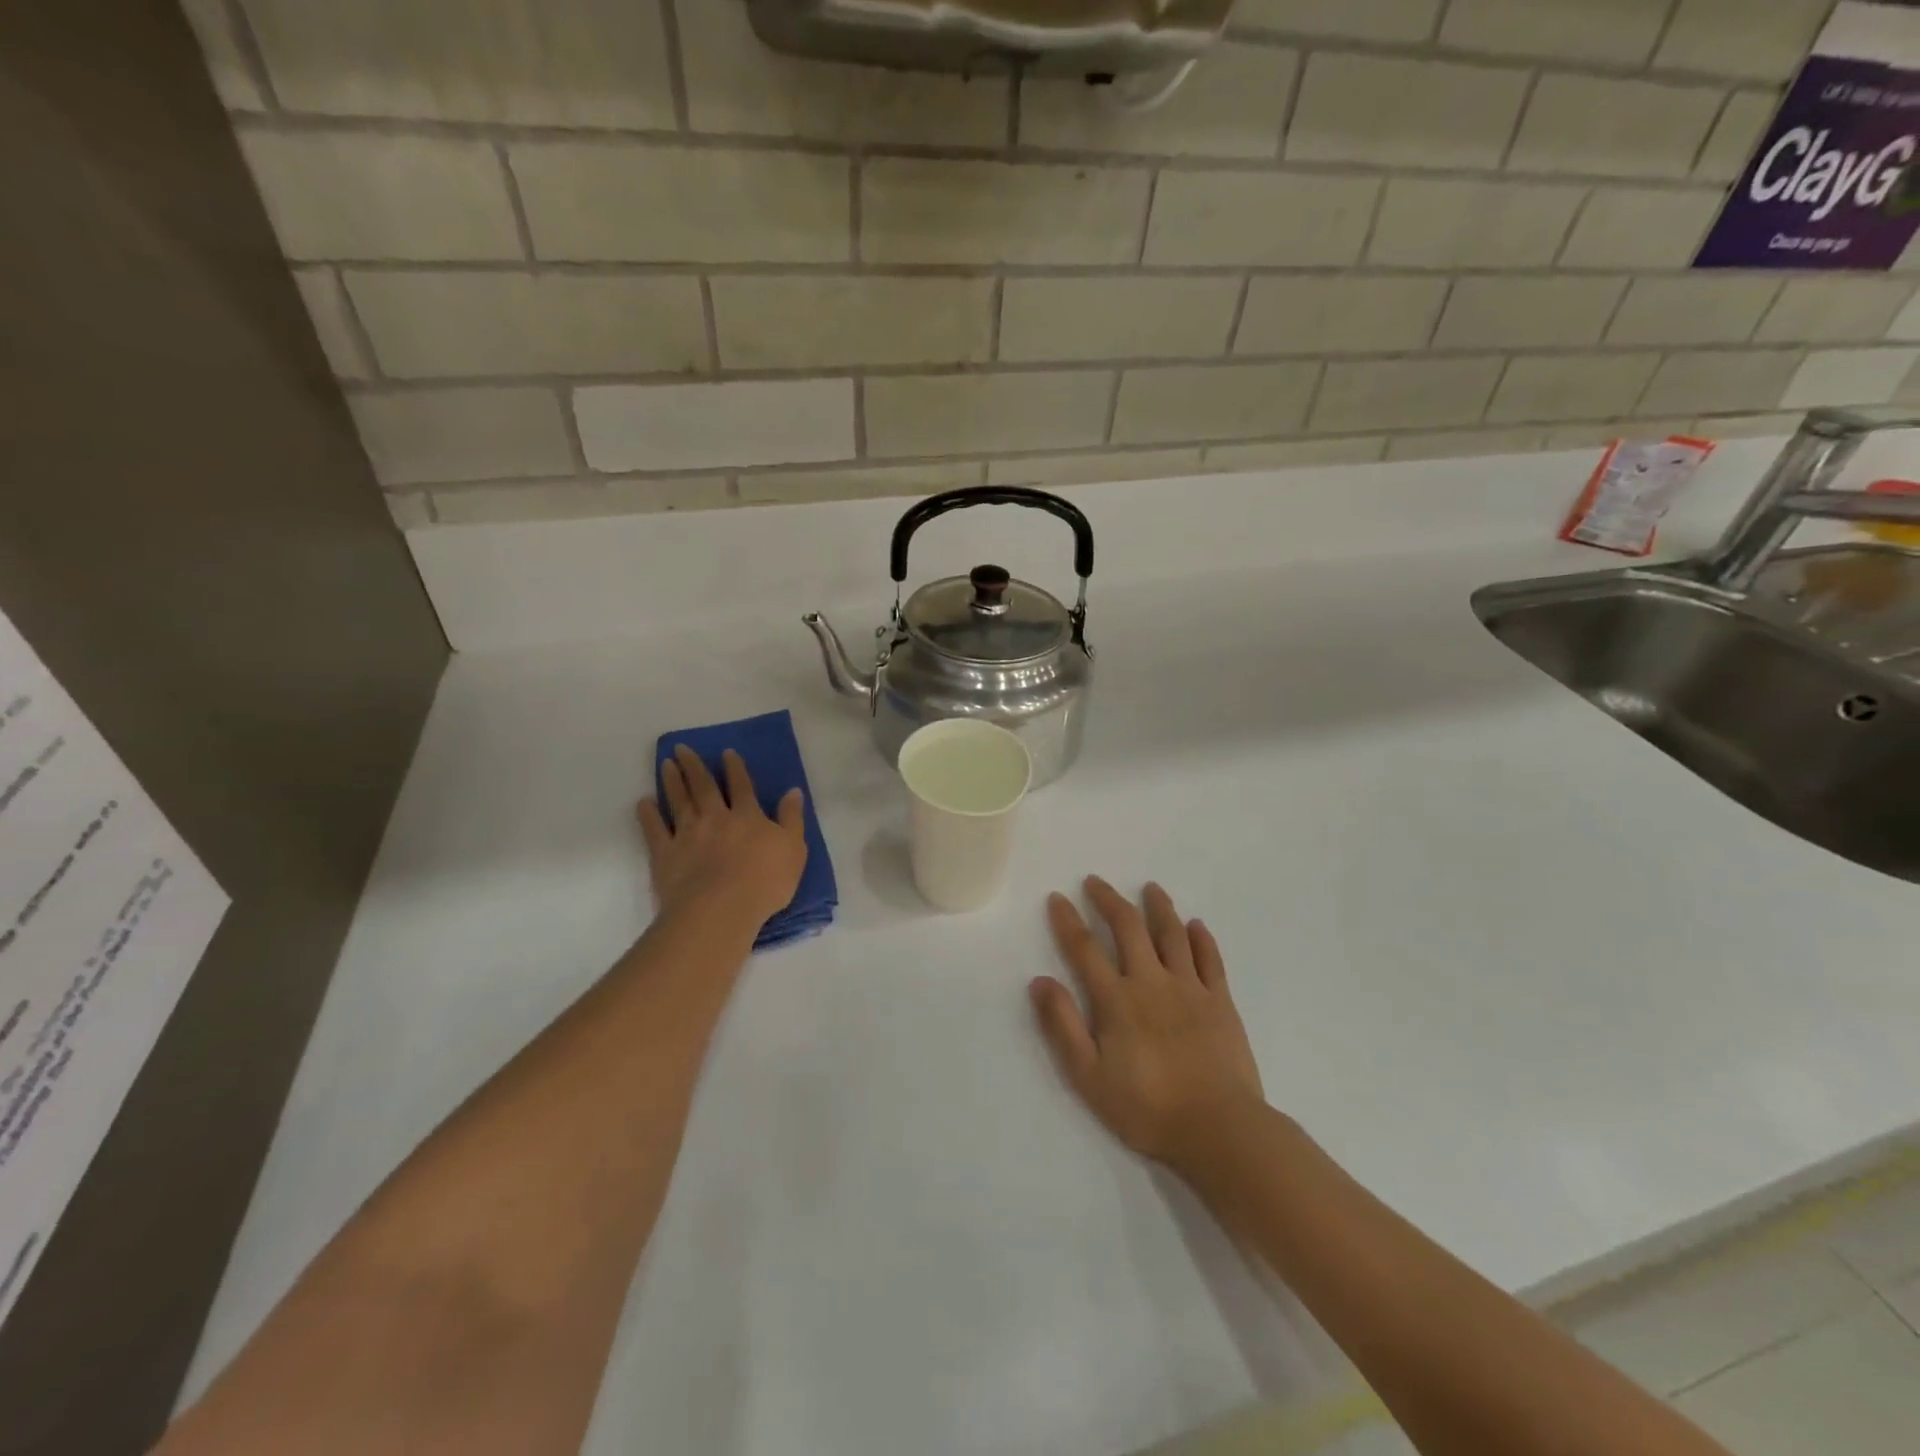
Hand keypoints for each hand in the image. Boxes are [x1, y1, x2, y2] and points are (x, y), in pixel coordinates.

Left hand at [638, 746, 807, 930]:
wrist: (721, 909)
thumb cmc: (765, 881)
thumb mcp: (794, 849)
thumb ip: (792, 818)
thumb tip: (793, 791)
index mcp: (747, 816)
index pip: (741, 786)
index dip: (734, 768)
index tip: (725, 752)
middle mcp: (715, 818)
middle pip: (704, 787)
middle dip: (694, 766)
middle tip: (682, 748)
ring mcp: (687, 835)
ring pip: (679, 801)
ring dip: (672, 781)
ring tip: (665, 763)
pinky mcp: (665, 854)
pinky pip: (654, 830)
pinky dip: (648, 815)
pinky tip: (644, 802)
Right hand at [1030, 878, 1264, 1167]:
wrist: (1219, 1129)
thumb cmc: (1147, 1108)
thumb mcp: (1088, 1076)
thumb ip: (1063, 1026)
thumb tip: (1040, 981)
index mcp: (1116, 999)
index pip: (1085, 949)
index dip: (1068, 921)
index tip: (1057, 898)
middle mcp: (1151, 982)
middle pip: (1128, 928)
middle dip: (1109, 900)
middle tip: (1096, 881)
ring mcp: (1190, 988)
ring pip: (1172, 935)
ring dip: (1159, 907)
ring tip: (1151, 888)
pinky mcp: (1221, 1002)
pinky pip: (1211, 960)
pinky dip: (1202, 939)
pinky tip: (1196, 925)